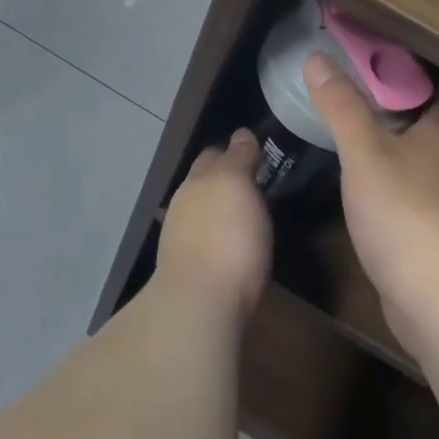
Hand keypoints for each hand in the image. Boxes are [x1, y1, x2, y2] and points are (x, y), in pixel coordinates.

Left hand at [156, 130, 272, 316]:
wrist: (200, 304)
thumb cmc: (226, 236)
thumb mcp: (238, 184)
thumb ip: (238, 157)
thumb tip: (241, 134)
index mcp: (197, 180)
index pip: (214, 154)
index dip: (234, 150)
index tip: (256, 153)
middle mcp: (184, 205)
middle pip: (204, 182)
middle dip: (223, 178)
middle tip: (255, 181)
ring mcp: (182, 240)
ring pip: (202, 212)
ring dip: (219, 209)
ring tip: (245, 213)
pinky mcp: (189, 272)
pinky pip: (205, 241)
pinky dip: (217, 236)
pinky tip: (230, 245)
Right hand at [303, 55, 438, 323]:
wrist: (438, 295)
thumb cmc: (403, 209)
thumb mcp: (363, 151)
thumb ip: (341, 107)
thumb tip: (317, 59)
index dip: (413, 78)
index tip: (376, 69)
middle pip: (430, 129)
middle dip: (397, 116)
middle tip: (355, 104)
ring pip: (422, 167)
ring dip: (395, 155)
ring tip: (354, 146)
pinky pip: (416, 202)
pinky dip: (394, 193)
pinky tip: (366, 198)